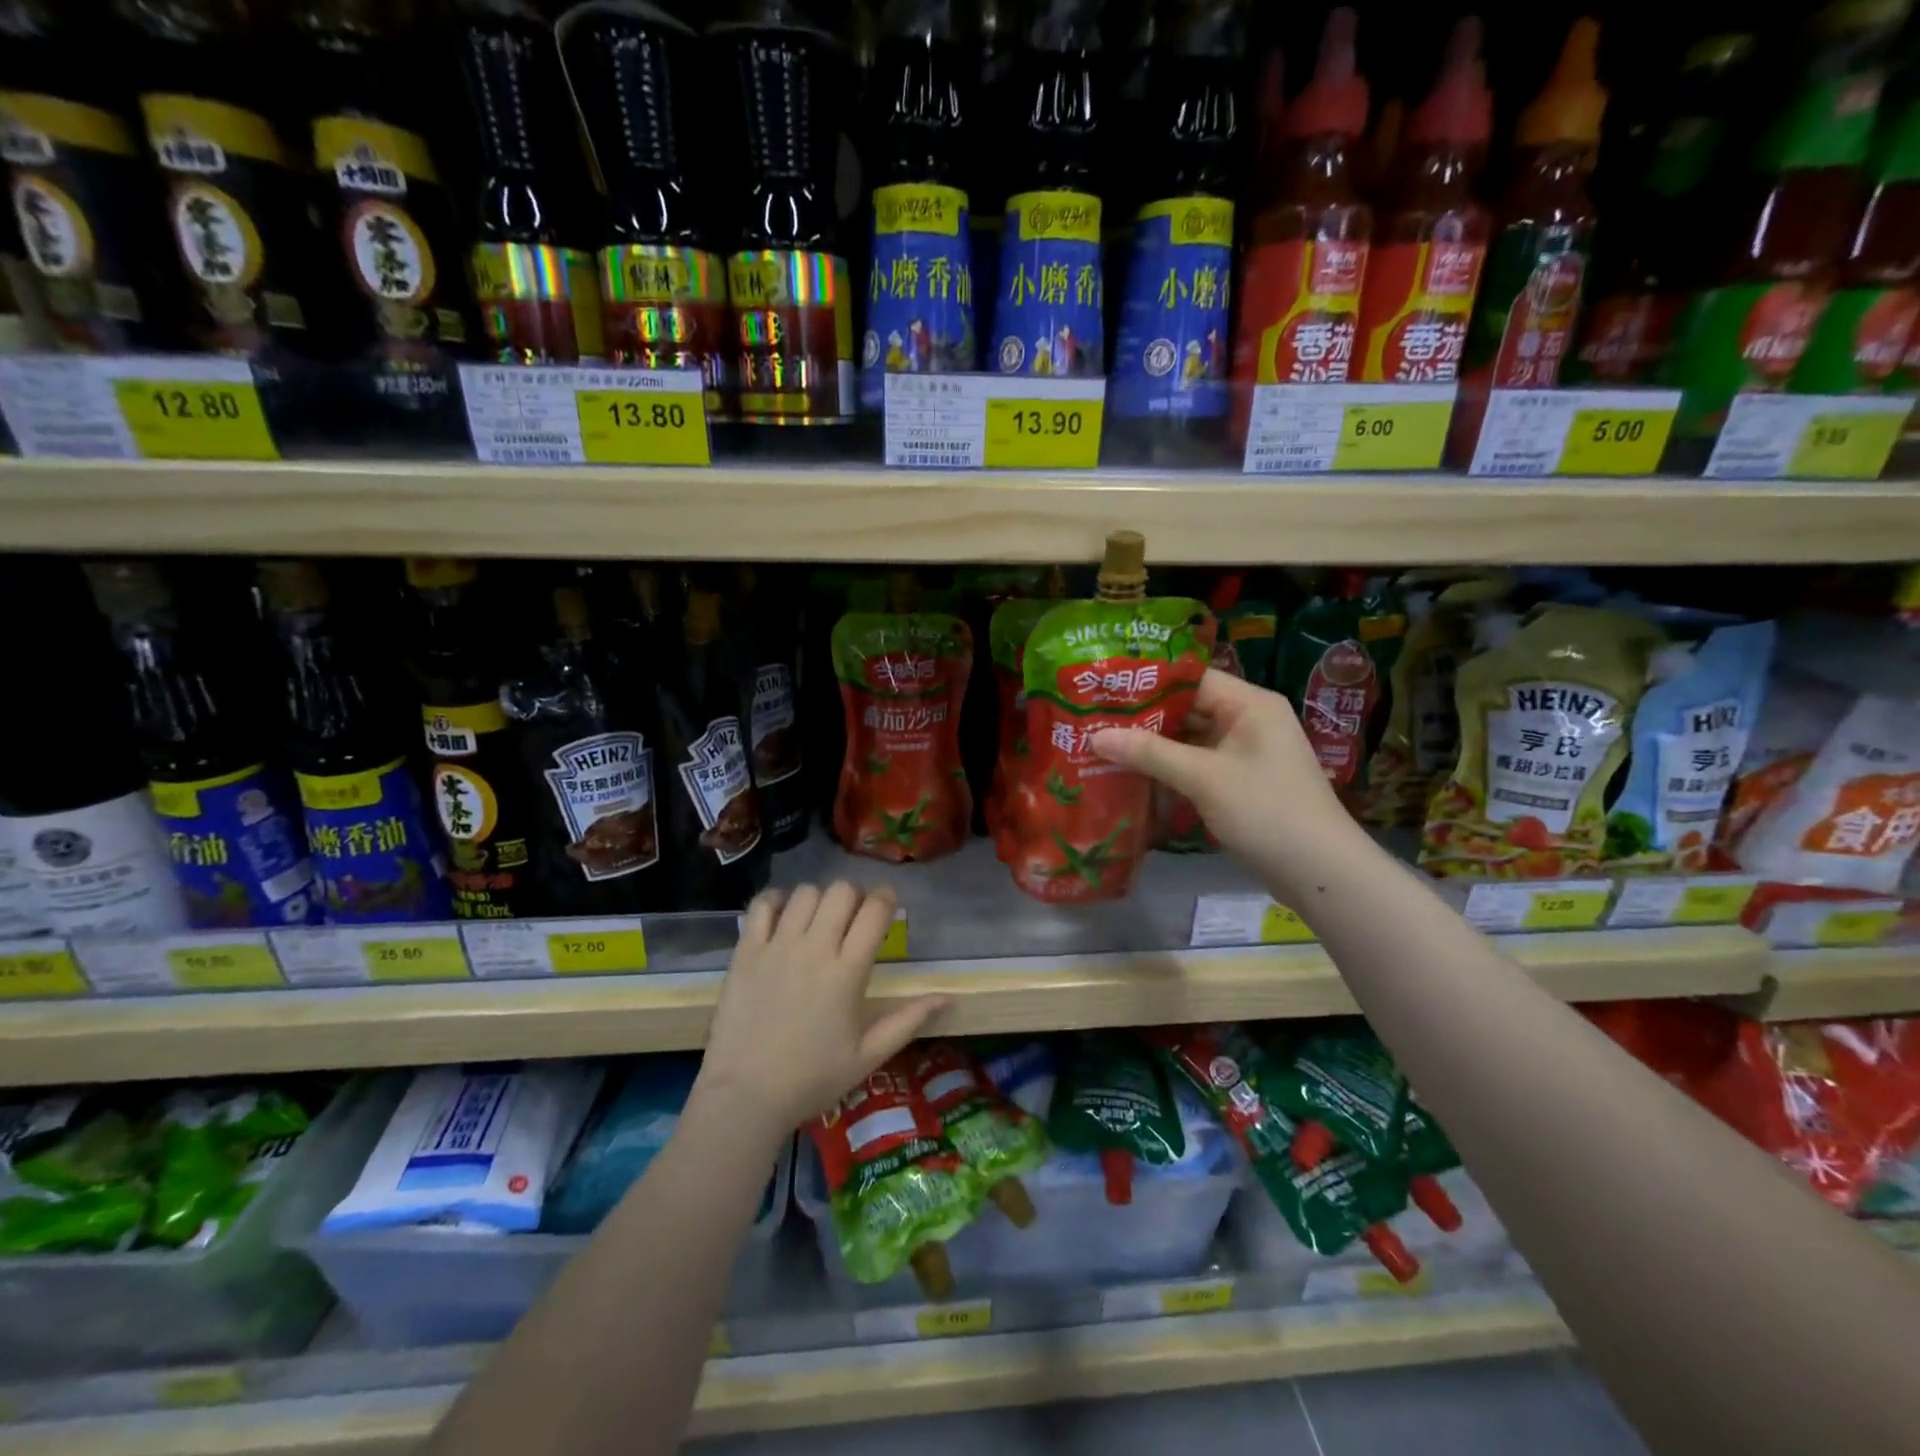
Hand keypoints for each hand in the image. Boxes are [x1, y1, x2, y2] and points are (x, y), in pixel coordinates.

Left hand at [695, 882, 949, 1134]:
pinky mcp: (747, 951)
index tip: (888, 903)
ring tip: (819, 919)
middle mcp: (814, 949)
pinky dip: (777, 901)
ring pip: (805, 893)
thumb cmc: (812, 1079)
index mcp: (847, 972)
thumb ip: (908, 1021)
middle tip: (853, 915)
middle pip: (841, 892)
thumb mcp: (868, 1056)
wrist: (745, 1096)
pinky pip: (763, 905)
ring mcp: (777, 947)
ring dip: (819, 898)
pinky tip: (784, 917)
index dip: (886, 898)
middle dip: (855, 895)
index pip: (874, 911)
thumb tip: (947, 998)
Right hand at [1090, 669, 1361, 889]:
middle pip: (1188, 708)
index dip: (1147, 682)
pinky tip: (1135, 776)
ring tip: (1104, 746)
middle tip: (1095, 720)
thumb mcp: (1203, 778)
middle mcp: (1249, 720)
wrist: (1319, 871)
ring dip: (1154, 746)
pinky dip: (1170, 769)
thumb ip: (1149, 753)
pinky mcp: (1241, 782)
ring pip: (1191, 739)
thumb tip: (1095, 736)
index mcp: (1249, 704)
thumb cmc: (1265, 811)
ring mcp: (1246, 753)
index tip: (1104, 690)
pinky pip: (1198, 764)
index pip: (1191, 678)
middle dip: (1144, 718)